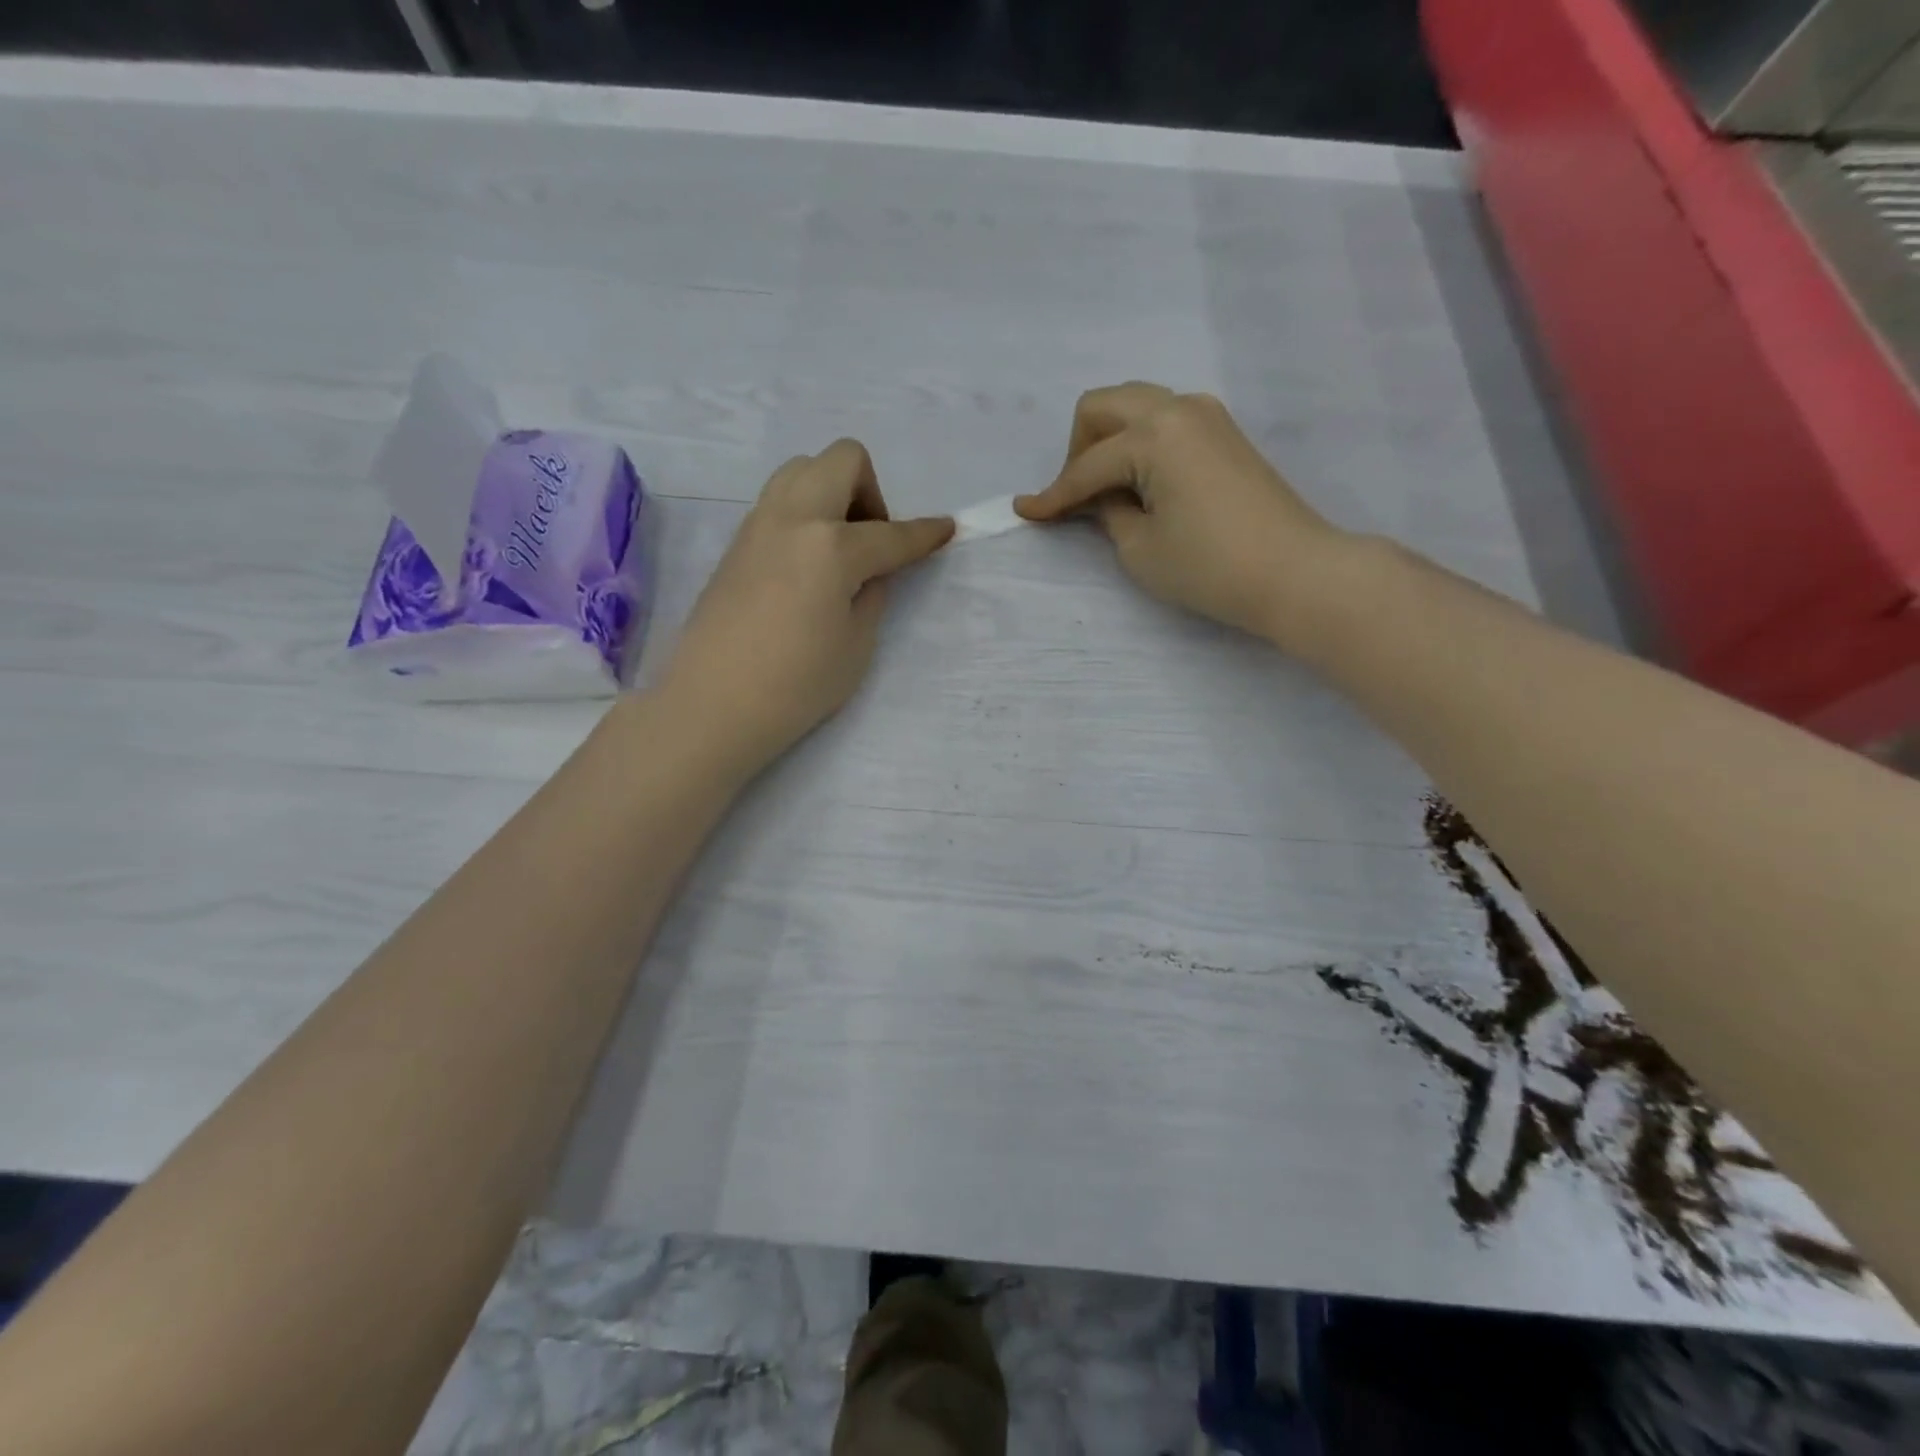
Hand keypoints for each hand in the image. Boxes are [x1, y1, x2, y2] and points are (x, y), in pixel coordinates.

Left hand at [660, 440, 953, 774]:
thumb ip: (873, 593)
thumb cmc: (796, 685)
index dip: (925, 534)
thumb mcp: (857, 644)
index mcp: (831, 546)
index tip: (946, 529)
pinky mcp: (737, 543)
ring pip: (803, 470)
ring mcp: (758, 525)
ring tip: (839, 549)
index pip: (891, 533)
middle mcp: (793, 518)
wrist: (713, 705)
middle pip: (841, 460)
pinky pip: (779, 501)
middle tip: (872, 543)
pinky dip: (805, 514)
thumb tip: (872, 569)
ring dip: (833, 493)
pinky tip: (807, 565)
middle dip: (871, 491)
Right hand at [1015, 383, 1352, 644]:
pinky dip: (1140, 444)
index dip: (1052, 495)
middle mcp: (1179, 408)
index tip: (1024, 512)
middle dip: (1078, 449)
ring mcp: (1208, 416)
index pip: (1087, 466)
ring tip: (1108, 493)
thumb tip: (1101, 498)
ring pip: (1136, 407)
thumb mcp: (1139, 548)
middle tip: (1076, 498)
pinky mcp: (1225, 434)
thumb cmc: (1209, 567)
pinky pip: (1164, 422)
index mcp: (1154, 433)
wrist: (1295, 572)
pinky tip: (1140, 484)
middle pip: (1104, 406)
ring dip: (1109, 441)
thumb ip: (1108, 513)